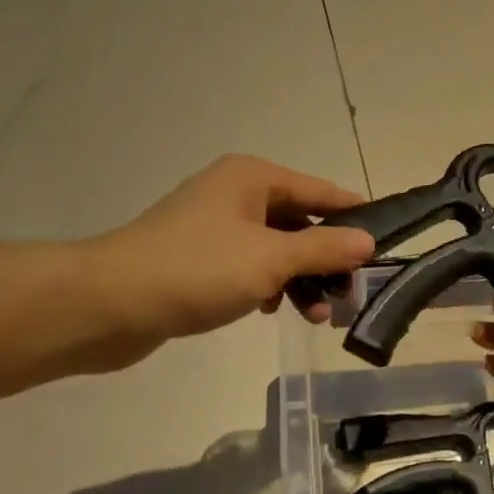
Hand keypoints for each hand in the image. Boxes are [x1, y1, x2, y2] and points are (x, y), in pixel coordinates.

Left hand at [81, 155, 373, 358]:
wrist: (108, 303)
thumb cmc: (197, 270)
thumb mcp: (270, 260)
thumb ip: (323, 249)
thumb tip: (368, 241)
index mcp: (252, 178)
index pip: (320, 191)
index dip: (353, 216)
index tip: (385, 240)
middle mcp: (235, 192)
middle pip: (299, 221)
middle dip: (325, 258)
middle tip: (349, 294)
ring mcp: (215, 225)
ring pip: (275, 247)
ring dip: (298, 278)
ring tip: (316, 315)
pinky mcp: (199, 256)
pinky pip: (250, 264)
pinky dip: (268, 284)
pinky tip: (272, 310)